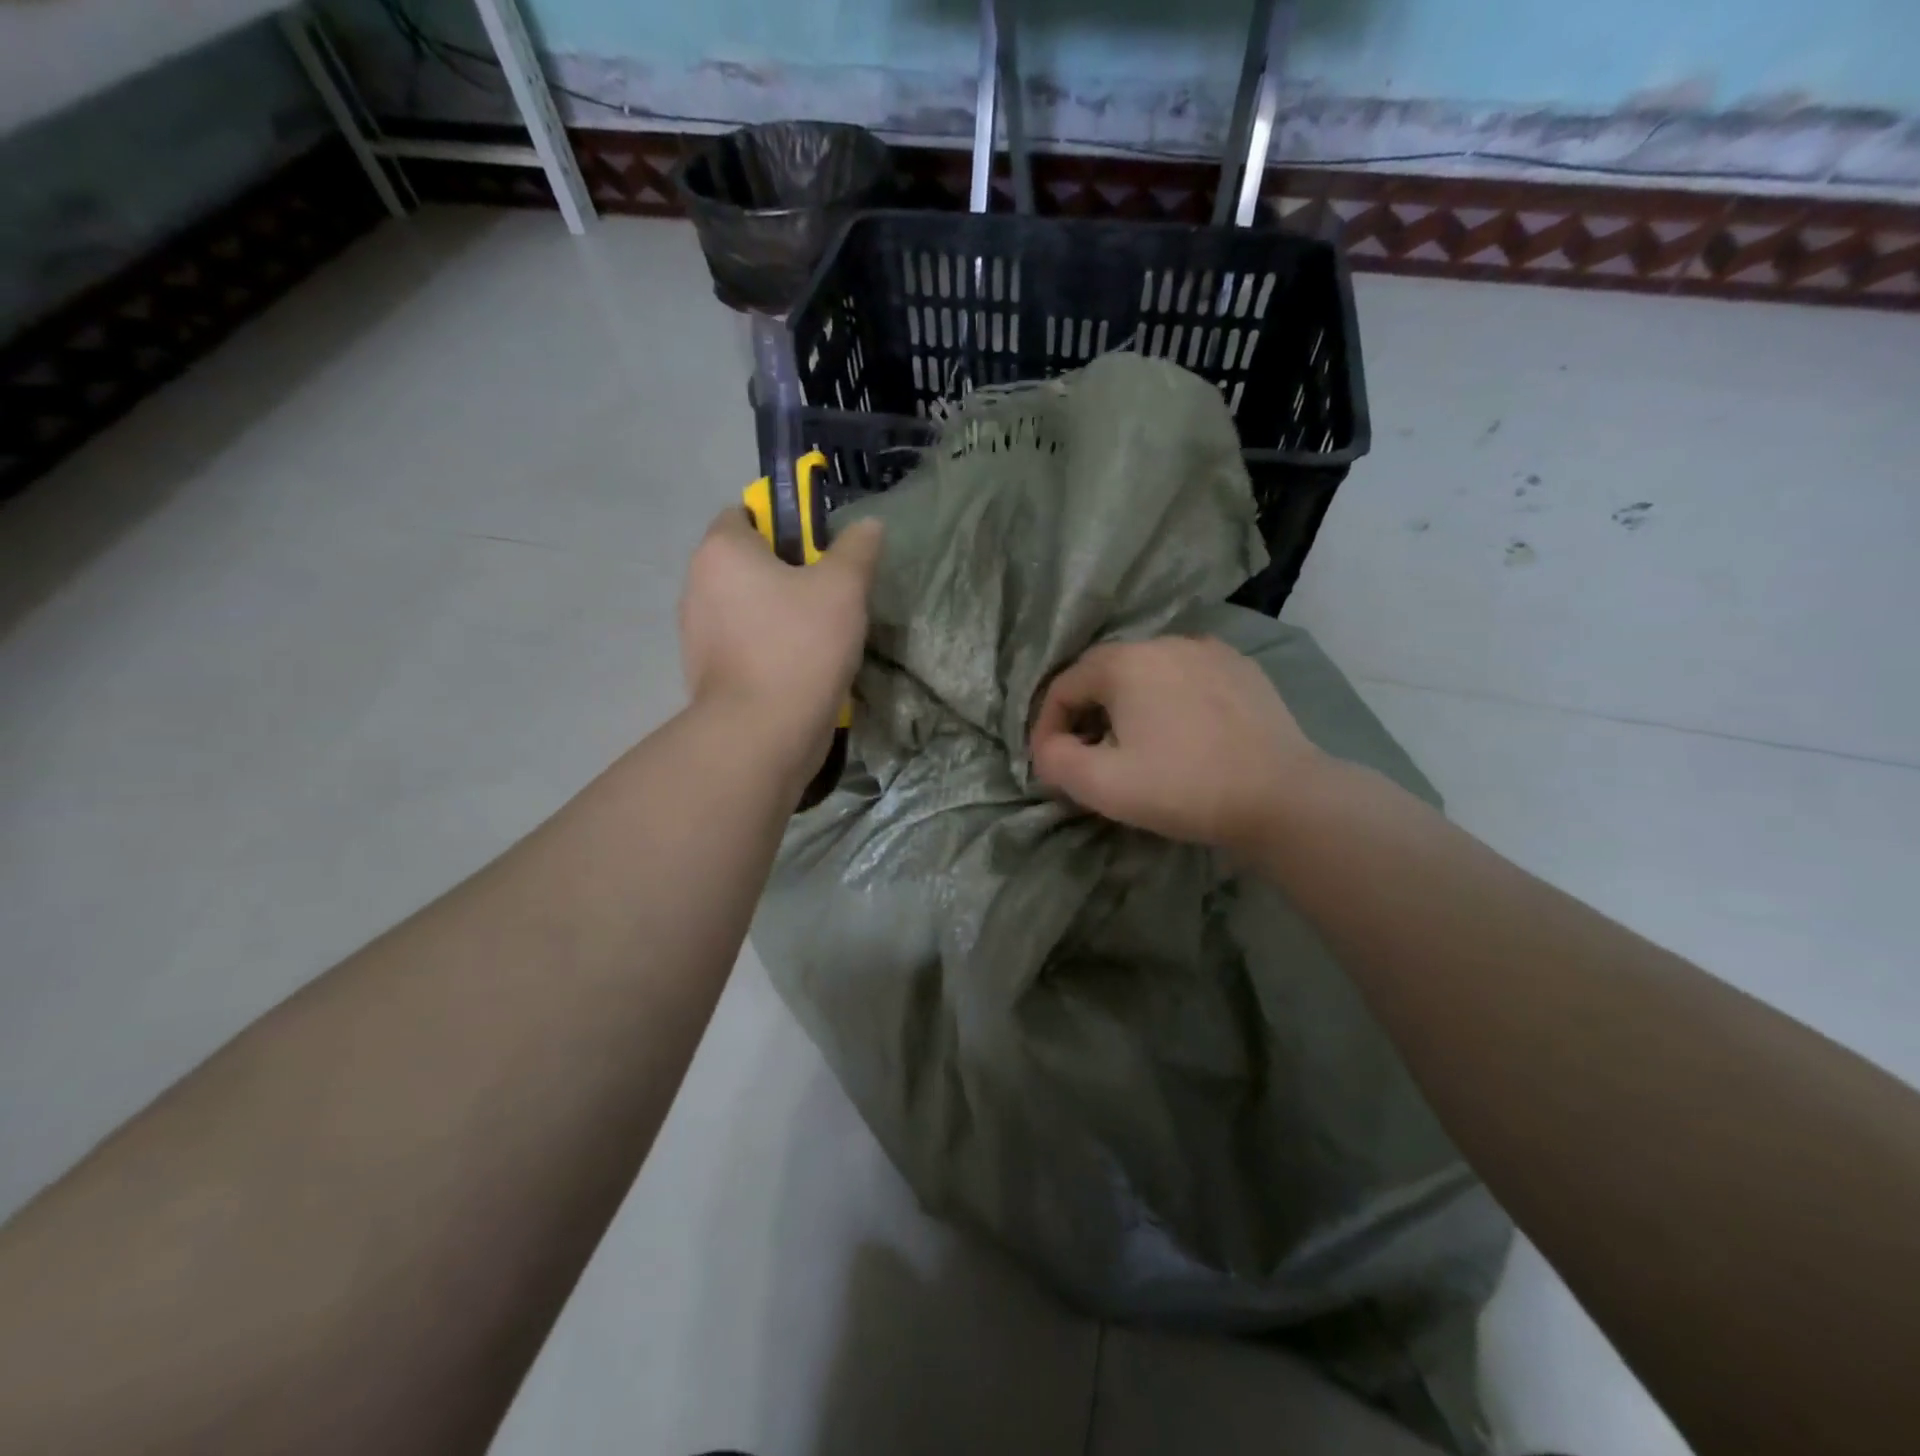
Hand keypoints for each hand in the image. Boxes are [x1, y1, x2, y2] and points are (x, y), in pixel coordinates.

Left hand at [679, 507, 883, 781]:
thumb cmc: (800, 646)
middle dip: (785, 572)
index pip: (744, 514)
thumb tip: (869, 525)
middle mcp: (697, 584)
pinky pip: (742, 643)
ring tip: (820, 634)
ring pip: (745, 606)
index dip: (783, 524)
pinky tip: (800, 666)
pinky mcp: (705, 672)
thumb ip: (857, 550)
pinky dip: (766, 646)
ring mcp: (696, 632)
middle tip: (829, 593)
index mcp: (721, 552)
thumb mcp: (844, 588)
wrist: (762, 733)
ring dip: (777, 612)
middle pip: (746, 562)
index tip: (819, 551)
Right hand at [1030, 636, 1323, 852]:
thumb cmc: (1183, 788)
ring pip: (1147, 674)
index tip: (1052, 764)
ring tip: (1135, 746)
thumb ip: (1055, 761)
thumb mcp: (1102, 785)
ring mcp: (1209, 650)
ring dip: (1128, 706)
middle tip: (1089, 757)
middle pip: (1104, 675)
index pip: (1063, 686)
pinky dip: (1169, 701)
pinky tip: (1182, 734)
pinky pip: (1186, 678)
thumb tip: (1048, 748)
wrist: (1282, 797)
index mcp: (1125, 662)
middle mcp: (1164, 642)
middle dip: (1086, 715)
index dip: (1046, 726)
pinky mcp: (1242, 668)